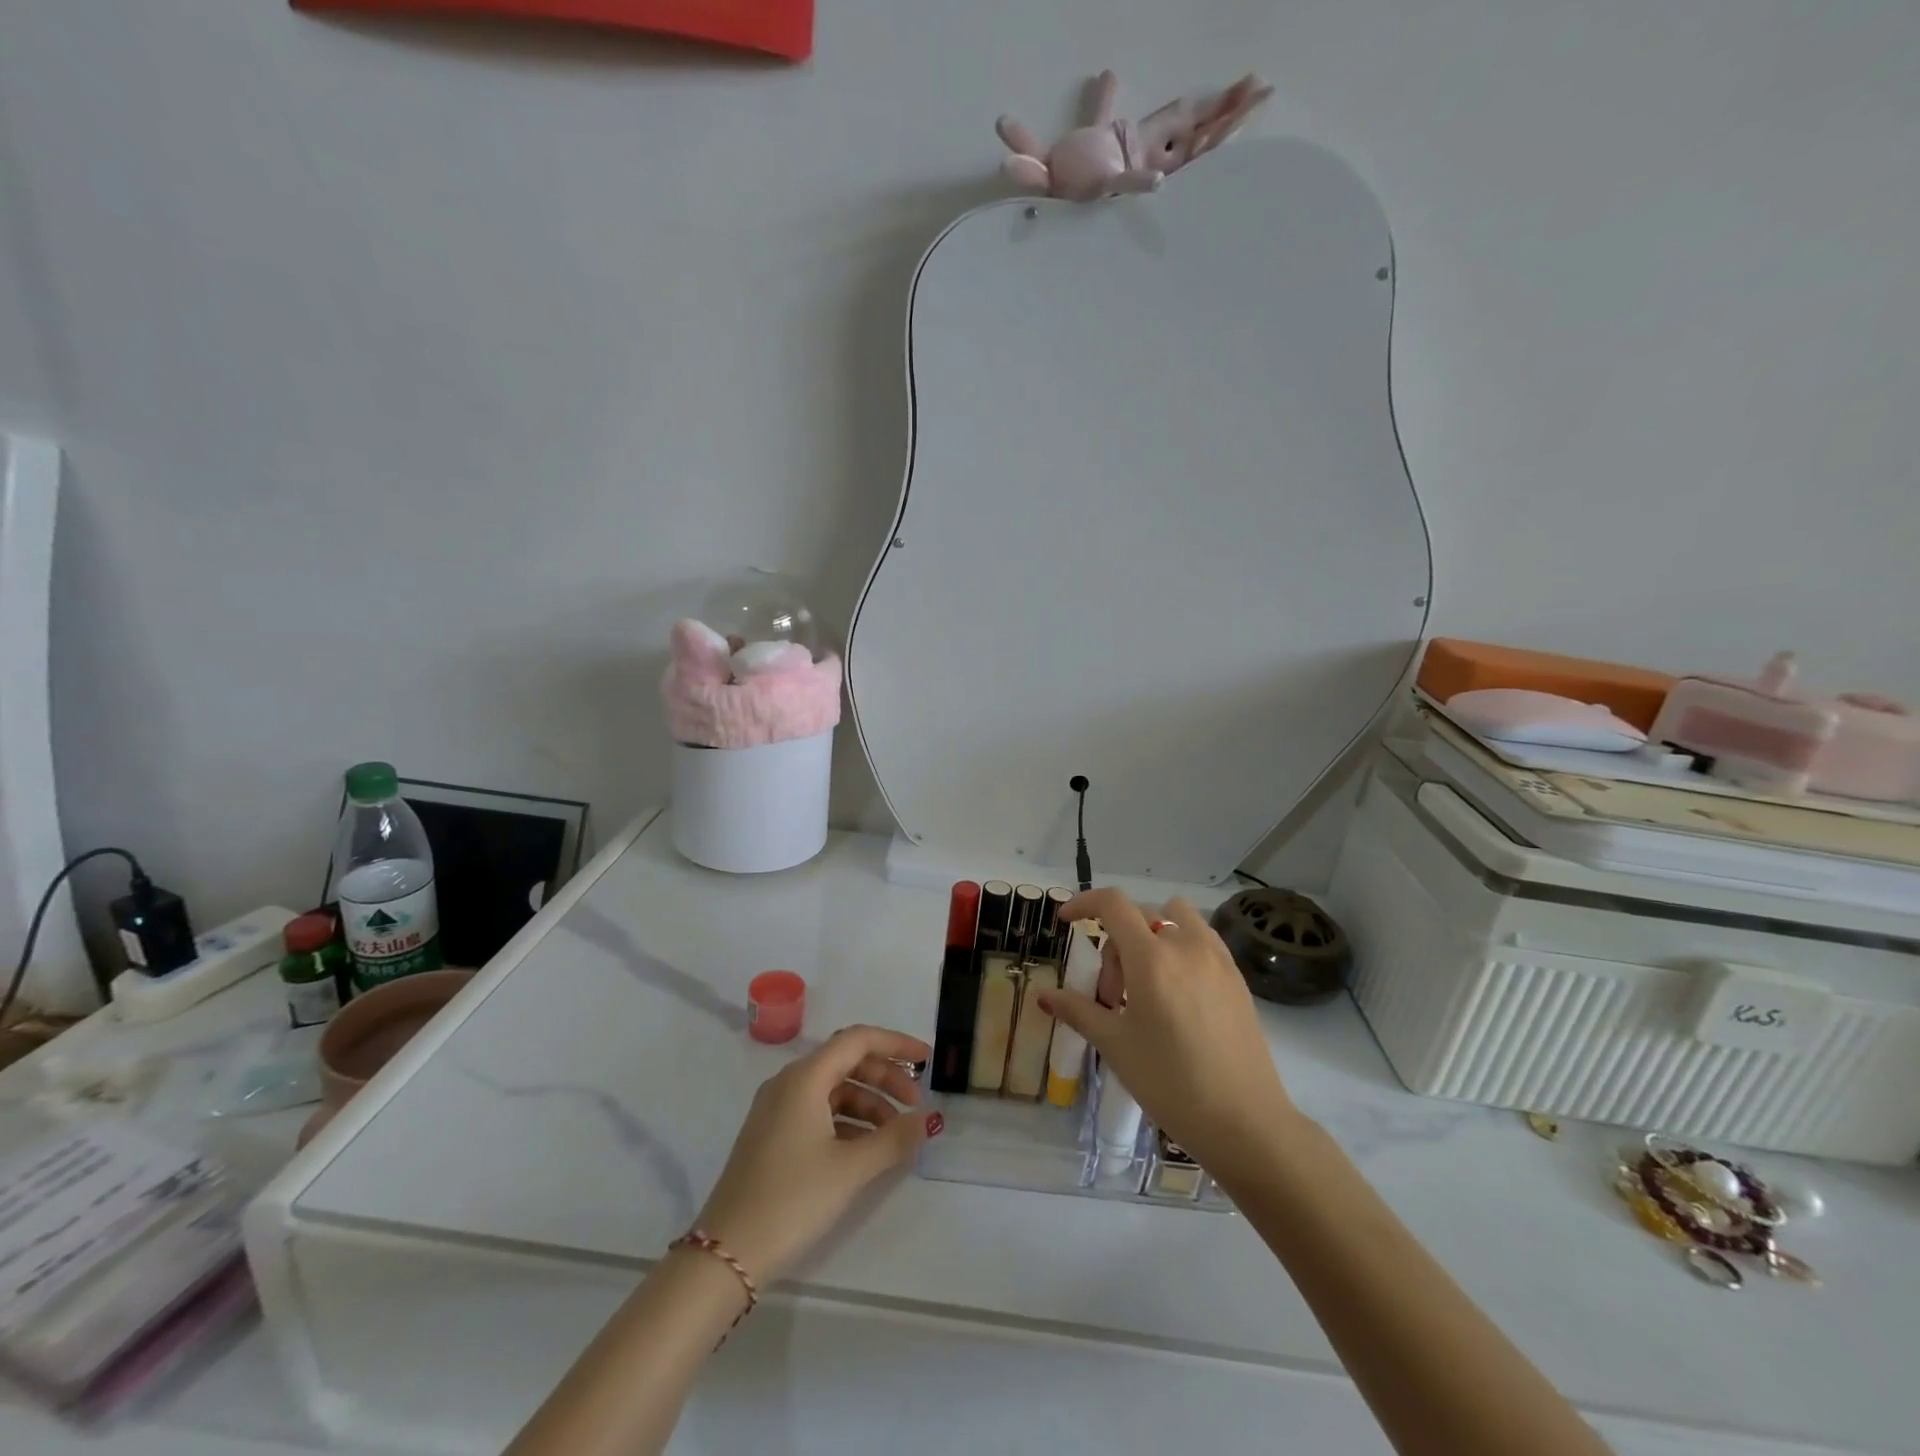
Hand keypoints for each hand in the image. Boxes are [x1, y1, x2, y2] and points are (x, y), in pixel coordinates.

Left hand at [694, 1025, 937, 1285]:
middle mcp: (789, 1083)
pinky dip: (848, 1121)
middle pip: (847, 1061)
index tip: (927, 1059)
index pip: (858, 1040)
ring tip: (896, 1136)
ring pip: (834, 1089)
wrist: (726, 1256)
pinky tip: (867, 1149)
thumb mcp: (850, 1170)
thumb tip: (925, 1119)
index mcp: (805, 1078)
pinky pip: (819, 1111)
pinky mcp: (772, 1136)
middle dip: (886, 1078)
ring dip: (869, 1103)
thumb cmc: (792, 1200)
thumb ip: (893, 1139)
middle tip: (915, 1105)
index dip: (896, 1044)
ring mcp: (777, 1109)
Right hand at [1043, 889, 1296, 1180]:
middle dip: (1116, 942)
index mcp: (1151, 958)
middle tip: (1112, 995)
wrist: (1245, 1123)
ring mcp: (1217, 958)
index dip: (1084, 902)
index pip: (1113, 904)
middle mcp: (1186, 946)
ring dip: (1153, 933)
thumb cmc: (1171, 1083)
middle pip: (1141, 914)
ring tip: (1147, 983)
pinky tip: (1177, 994)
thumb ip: (1078, 1011)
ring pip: (1177, 918)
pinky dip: (1180, 947)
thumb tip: (1043, 996)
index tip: (1067, 921)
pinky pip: (1202, 939)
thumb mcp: (1116, 1046)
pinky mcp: (1237, 976)